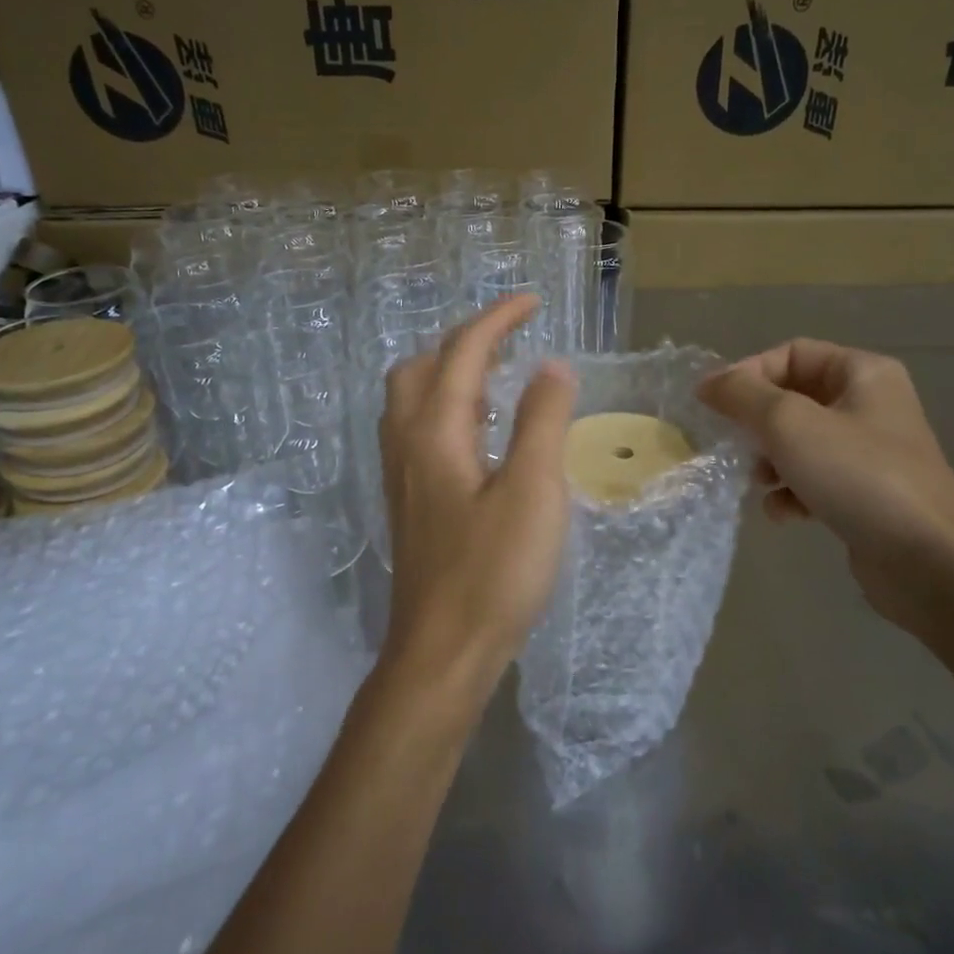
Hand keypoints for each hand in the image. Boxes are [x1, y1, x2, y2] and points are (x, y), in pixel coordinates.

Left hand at [379, 296, 577, 704]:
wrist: (442, 651)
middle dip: (465, 341)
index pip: (463, 352)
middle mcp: (406, 444)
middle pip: (421, 367)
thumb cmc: (493, 572)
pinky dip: (448, 408)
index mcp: (434, 431)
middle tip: (511, 340)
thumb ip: (542, 421)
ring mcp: (401, 476)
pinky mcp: (409, 503)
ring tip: (498, 377)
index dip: (498, 319)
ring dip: (451, 373)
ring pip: (413, 400)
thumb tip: (551, 366)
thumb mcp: (533, 491)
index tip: (533, 301)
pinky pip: (420, 430)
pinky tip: (481, 434)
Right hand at [698, 339, 953, 631]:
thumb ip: (742, 396)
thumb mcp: (789, 424)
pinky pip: (815, 479)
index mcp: (862, 373)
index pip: (791, 353)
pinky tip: (784, 513)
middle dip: (758, 422)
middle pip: (794, 399)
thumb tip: (707, 383)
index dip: (749, 373)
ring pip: (800, 442)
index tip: (714, 404)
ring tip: (758, 481)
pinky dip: (792, 492)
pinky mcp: (865, 494)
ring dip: (770, 460)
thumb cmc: (858, 475)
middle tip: (733, 444)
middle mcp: (870, 405)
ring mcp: (870, 453)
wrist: (929, 559)